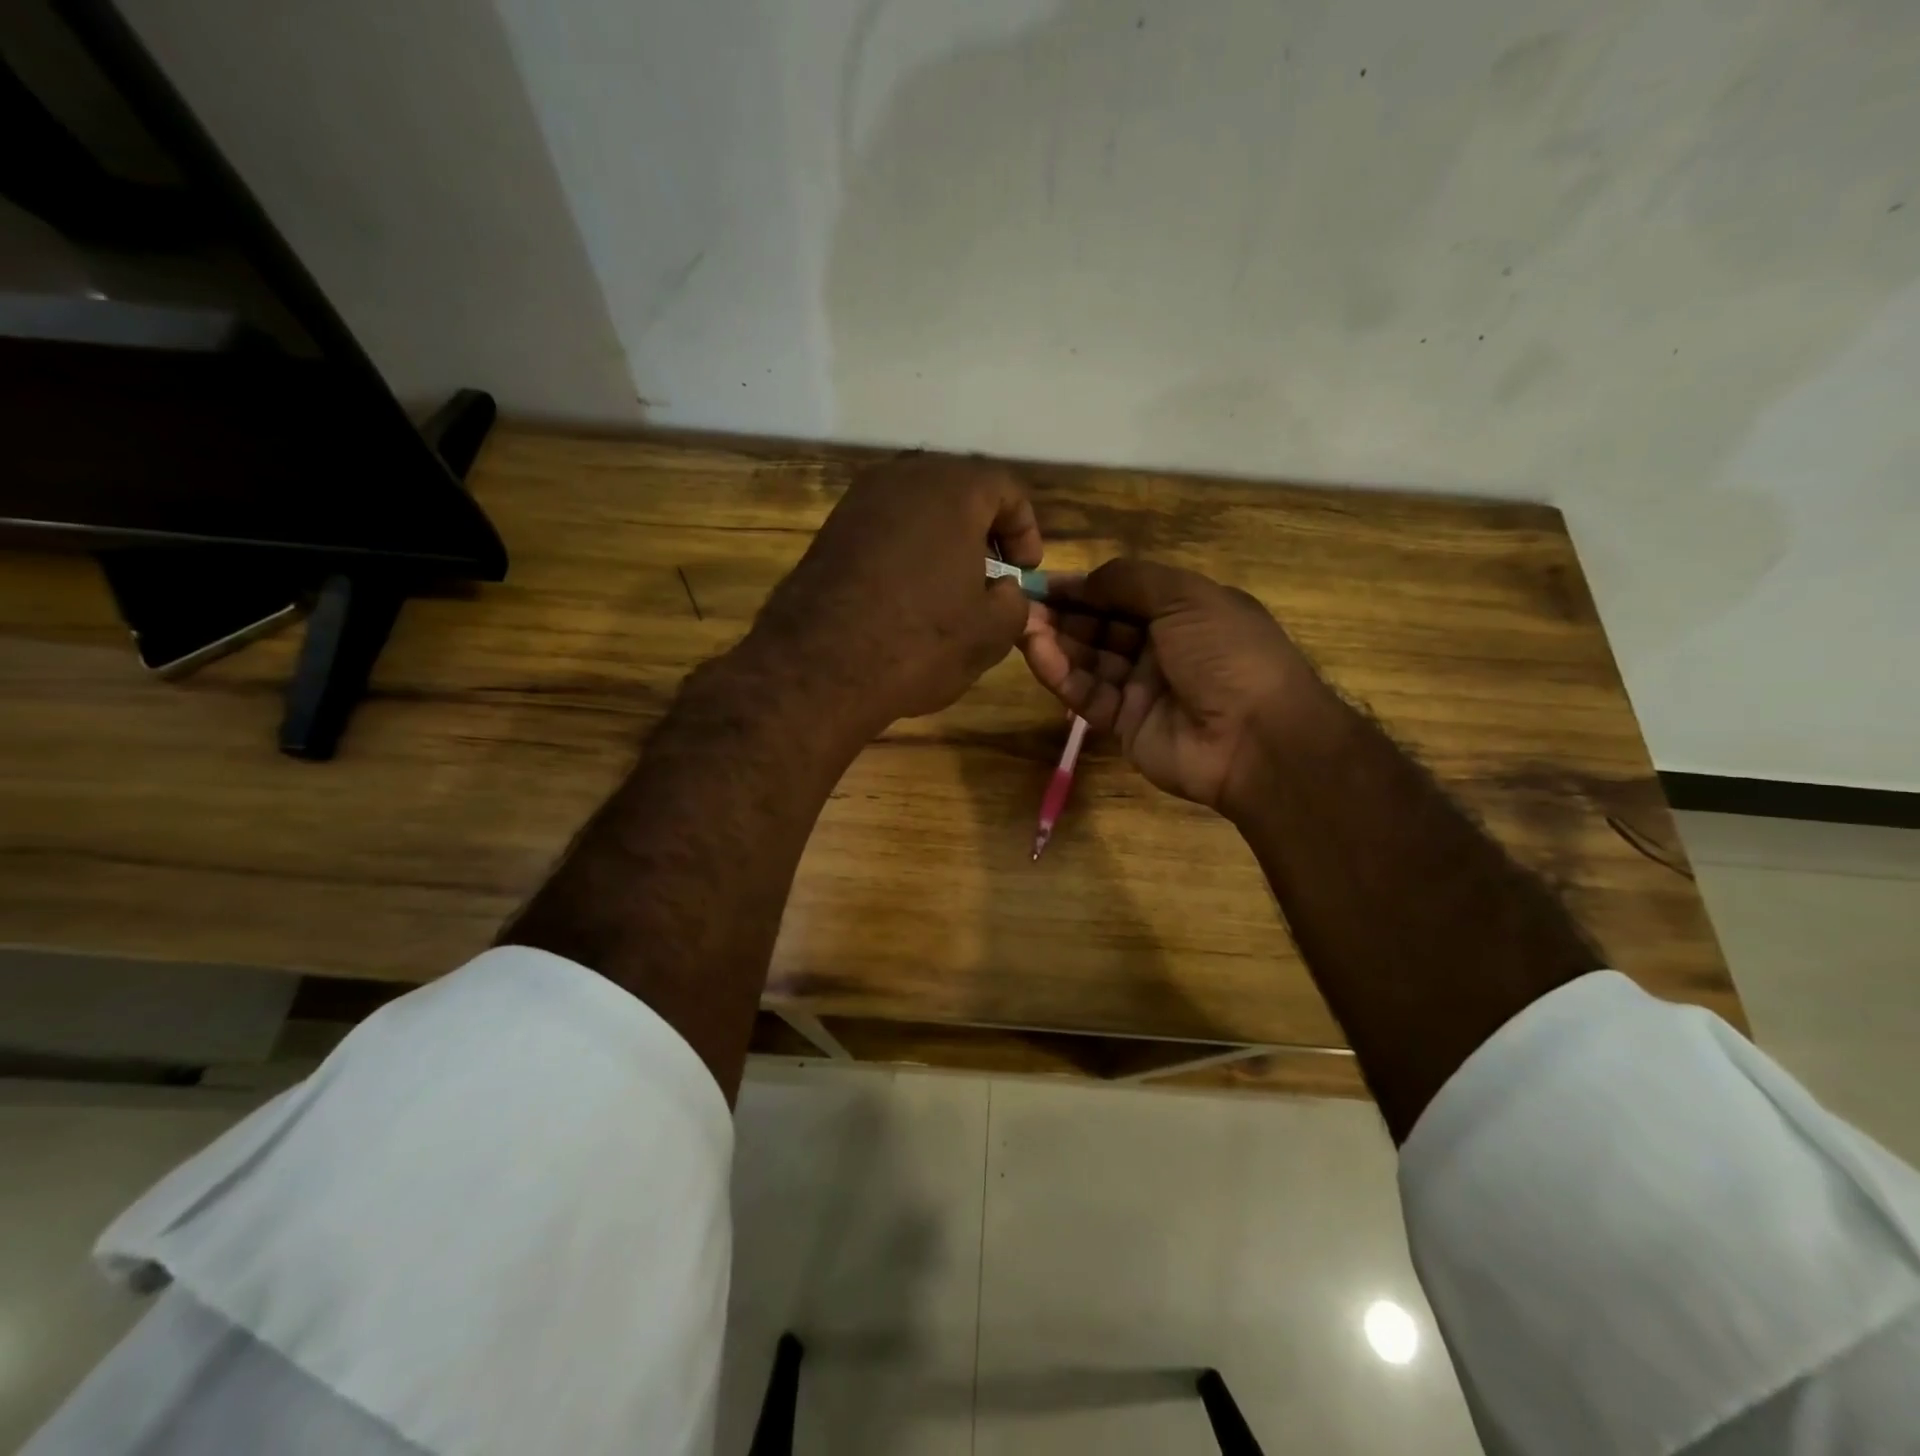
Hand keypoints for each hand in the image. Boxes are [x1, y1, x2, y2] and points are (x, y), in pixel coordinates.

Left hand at [747, 453, 1042, 733]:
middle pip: (959, 489)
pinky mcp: (831, 529)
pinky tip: (907, 593)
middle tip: (993, 572)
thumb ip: (1015, 602)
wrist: (819, 667)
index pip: (1006, 488)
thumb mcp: (990, 632)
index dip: (1025, 529)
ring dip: (943, 538)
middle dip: (983, 528)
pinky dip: (906, 549)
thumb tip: (1004, 590)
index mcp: (953, 489)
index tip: (1023, 571)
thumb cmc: (919, 642)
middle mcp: (904, 477)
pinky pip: (884, 527)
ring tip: (950, 585)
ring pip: (918, 506)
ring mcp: (859, 500)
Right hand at [1020, 560, 1330, 815]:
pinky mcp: (1125, 725)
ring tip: (1021, 626)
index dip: (1086, 587)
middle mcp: (1162, 648)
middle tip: (1022, 605)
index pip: (1124, 594)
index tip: (1044, 582)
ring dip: (1057, 642)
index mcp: (1185, 612)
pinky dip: (1062, 675)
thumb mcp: (1186, 598)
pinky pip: (1088, 695)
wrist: (1256, 739)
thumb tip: (1082, 579)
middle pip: (1103, 627)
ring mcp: (1143, 688)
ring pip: (1090, 660)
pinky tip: (1038, 654)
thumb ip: (1129, 581)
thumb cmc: (1227, 653)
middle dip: (1065, 614)